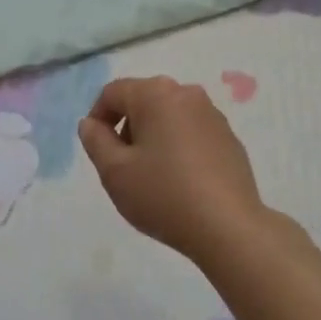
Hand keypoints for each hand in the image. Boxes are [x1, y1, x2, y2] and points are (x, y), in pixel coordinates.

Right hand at [78, 76, 267, 258]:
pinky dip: (178, 146)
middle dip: (126, 127)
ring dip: (152, 135)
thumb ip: (95, 140)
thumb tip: (91, 123)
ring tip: (151, 174)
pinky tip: (180, 180)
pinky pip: (192, 131)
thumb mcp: (114, 172)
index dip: (97, 117)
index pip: (113, 92)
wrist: (228, 227)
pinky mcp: (229, 137)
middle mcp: (186, 93)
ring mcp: (212, 114)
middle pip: (143, 100)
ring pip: (168, 115)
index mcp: (155, 94)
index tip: (97, 149)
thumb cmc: (163, 195)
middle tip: (122, 164)